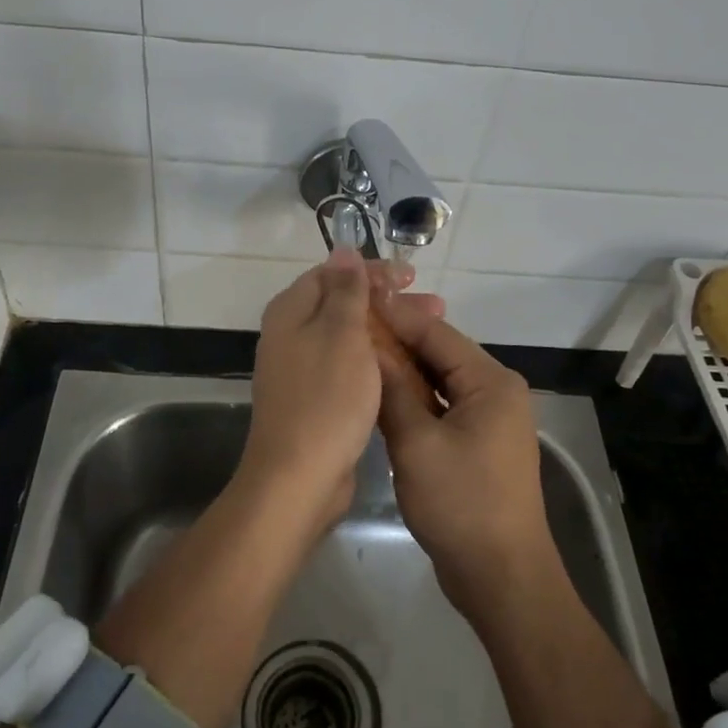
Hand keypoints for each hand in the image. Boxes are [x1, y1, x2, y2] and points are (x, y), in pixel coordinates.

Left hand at [238, 249, 440, 533]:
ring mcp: (303, 369)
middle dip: (388, 301)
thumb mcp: (342, 334)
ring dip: (388, 330)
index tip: (412, 277)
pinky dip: (377, 360)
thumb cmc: (325, 398)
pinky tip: (406, 366)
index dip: (373, 271)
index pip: (333, 274)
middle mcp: (291, 335)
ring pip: (351, 336)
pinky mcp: (316, 398)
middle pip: (344, 304)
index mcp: (291, 312)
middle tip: (435, 306)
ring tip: (431, 332)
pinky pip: (350, 366)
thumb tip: (342, 249)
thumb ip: (345, 291)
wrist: (299, 477)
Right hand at [374, 303, 554, 614]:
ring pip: (439, 381)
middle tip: (351, 327)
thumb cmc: (461, 504)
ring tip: (358, 355)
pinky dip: (415, 400)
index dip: (395, 315)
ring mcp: (489, 419)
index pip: (436, 333)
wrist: (501, 577)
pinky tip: (382, 396)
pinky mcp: (479, 443)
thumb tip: (369, 347)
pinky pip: (443, 407)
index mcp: (491, 382)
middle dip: (397, 341)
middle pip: (440, 354)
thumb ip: (393, 390)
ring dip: (404, 371)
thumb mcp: (417, 443)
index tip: (357, 299)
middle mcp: (496, 391)